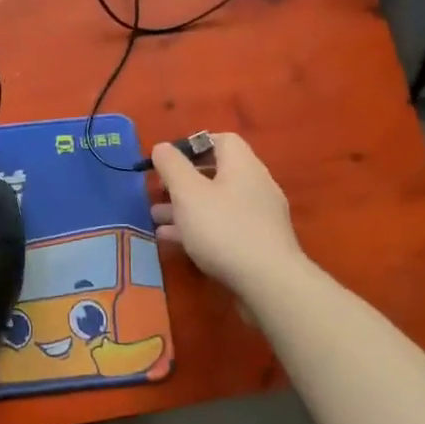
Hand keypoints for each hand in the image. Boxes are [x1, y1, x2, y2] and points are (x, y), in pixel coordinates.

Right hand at [149, 133, 301, 291]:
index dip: (192, 146)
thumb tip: (162, 147)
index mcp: (242, 166)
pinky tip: (174, 241)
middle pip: (216, 173)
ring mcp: (259, 217)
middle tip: (156, 194)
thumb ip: (172, 166)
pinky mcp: (257, 244)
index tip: (167, 162)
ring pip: (216, 204)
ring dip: (185, 209)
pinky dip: (199, 229)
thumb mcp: (188, 192)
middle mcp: (255, 186)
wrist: (269, 283)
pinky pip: (223, 228)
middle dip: (182, 182)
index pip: (221, 140)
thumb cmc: (223, 229)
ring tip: (156, 219)